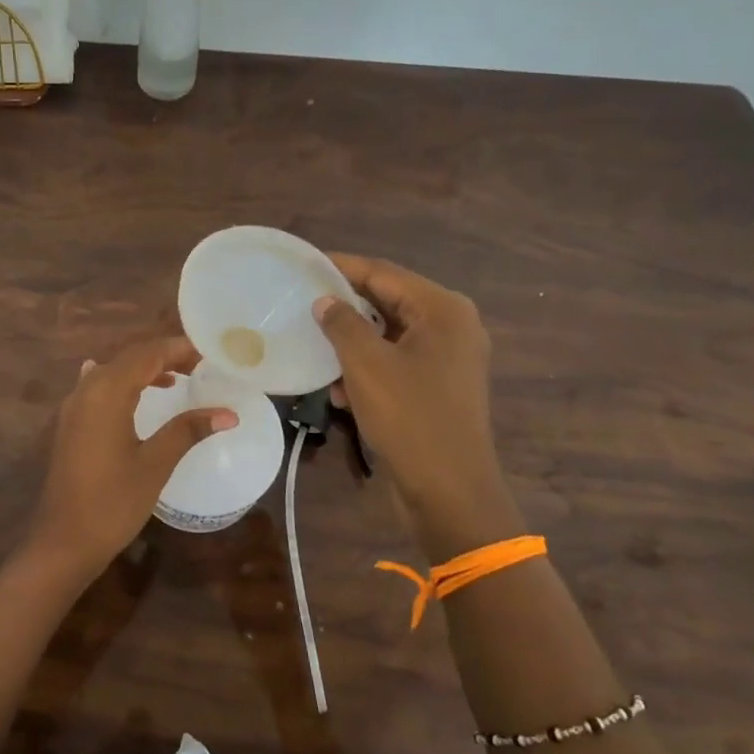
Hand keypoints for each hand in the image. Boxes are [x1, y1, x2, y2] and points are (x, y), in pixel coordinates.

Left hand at [19, 337, 235, 581]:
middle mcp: (86, 390)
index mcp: (107, 392)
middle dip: (163, 356)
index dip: (178, 349)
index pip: (147, 354)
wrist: (64, 540)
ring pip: (112, 372)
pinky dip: (124, 385)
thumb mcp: (155, 464)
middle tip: (200, 366)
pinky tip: (135, 392)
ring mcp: (73, 407)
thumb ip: (188, 431)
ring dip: (143, 370)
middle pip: (128, 358)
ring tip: (178, 379)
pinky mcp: (70, 425)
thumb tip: (228, 413)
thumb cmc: (113, 502)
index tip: (209, 354)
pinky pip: (98, 389)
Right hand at [315, 255, 524, 560]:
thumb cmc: (409, 417)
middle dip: (345, 308)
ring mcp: (449, 358)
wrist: (448, 490)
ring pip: (389, 335)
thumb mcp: (366, 365)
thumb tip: (325, 301)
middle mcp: (451, 326)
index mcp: (442, 309)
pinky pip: (397, 362)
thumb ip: (342, 324)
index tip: (304, 264)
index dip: (341, 266)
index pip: (383, 273)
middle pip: (388, 302)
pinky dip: (368, 369)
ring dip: (352, 344)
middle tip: (302, 303)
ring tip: (316, 352)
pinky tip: (339, 390)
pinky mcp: (439, 387)